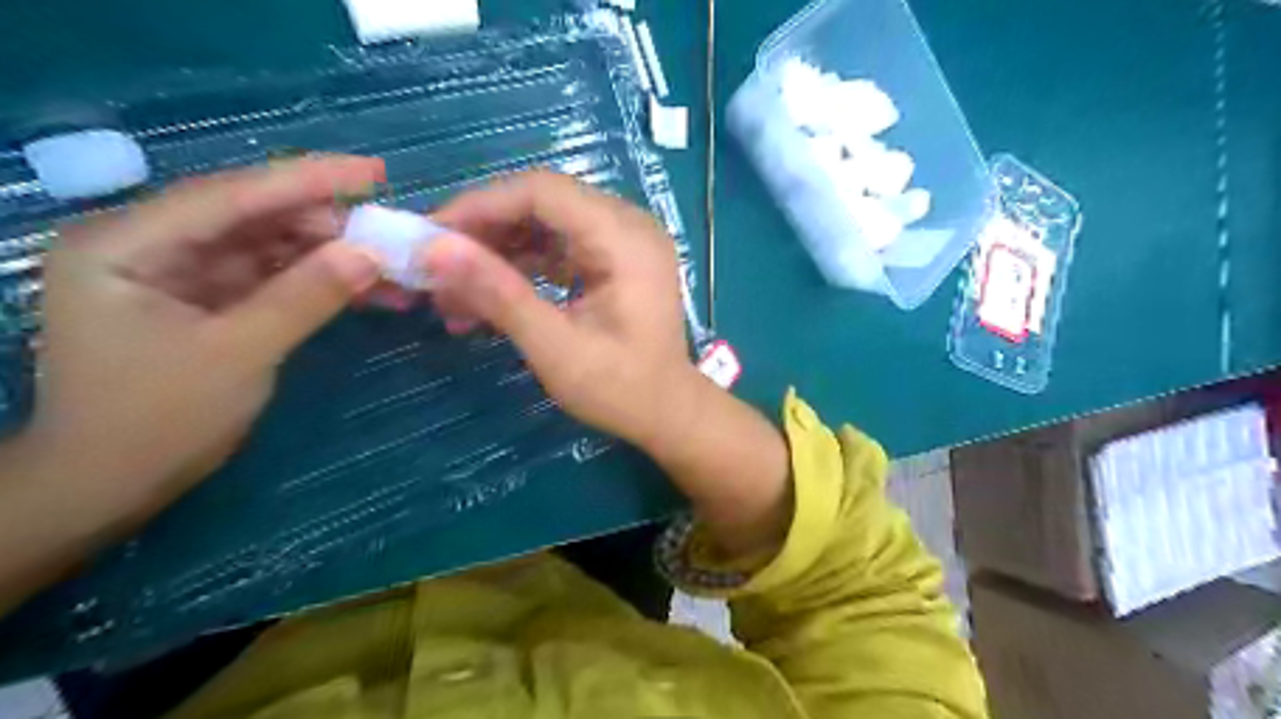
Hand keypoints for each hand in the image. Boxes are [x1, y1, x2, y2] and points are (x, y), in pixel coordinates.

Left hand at [26, 154, 381, 516]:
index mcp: (127, 244)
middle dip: (325, 221)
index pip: (231, 195)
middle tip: (390, 229)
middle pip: (251, 214)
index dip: (307, 180)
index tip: (374, 172)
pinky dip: (316, 279)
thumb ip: (305, 297)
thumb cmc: (157, 420)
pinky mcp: (207, 298)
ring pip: (268, 244)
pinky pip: (271, 275)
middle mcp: (149, 244)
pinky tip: (361, 284)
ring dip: (328, 252)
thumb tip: (370, 253)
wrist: (112, 483)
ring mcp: (180, 271)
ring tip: (387, 261)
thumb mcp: (239, 354)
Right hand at [425, 171, 698, 454]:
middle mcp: (629, 226)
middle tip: (437, 266)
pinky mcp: (614, 259)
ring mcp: (624, 240)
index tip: (432, 235)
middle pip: (542, 202)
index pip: (542, 192)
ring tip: (454, 291)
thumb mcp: (557, 349)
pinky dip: (522, 265)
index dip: (481, 205)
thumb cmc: (621, 390)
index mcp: (625, 240)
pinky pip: (559, 245)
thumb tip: (434, 249)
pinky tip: (488, 294)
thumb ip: (500, 296)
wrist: (668, 413)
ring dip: (498, 250)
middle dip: (484, 230)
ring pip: (546, 223)